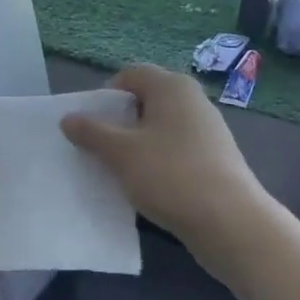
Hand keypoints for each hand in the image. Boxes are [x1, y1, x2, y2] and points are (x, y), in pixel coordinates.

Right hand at [62, 65, 269, 262]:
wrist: (231, 223)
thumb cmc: (171, 175)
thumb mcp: (121, 153)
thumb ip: (91, 132)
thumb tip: (68, 117)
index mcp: (171, 86)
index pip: (129, 75)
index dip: (105, 96)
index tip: (92, 127)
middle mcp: (192, 99)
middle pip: (145, 100)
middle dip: (119, 123)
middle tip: (102, 150)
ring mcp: (207, 129)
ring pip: (160, 128)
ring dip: (137, 145)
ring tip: (122, 172)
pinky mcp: (215, 158)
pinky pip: (176, 149)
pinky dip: (158, 161)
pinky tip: (150, 187)